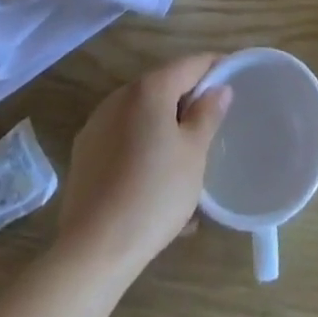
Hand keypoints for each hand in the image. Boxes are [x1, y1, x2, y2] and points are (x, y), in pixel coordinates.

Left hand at [54, 54, 232, 279]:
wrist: (91, 252)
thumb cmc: (154, 195)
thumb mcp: (194, 154)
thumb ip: (208, 114)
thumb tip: (219, 89)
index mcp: (150, 88)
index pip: (192, 64)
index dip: (216, 67)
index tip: (234, 80)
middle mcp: (120, 96)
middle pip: (164, 87)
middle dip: (188, 102)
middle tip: (211, 126)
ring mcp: (97, 125)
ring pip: (142, 116)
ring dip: (164, 128)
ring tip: (184, 161)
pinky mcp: (84, 155)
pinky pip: (123, 140)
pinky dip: (142, 149)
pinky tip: (154, 183)